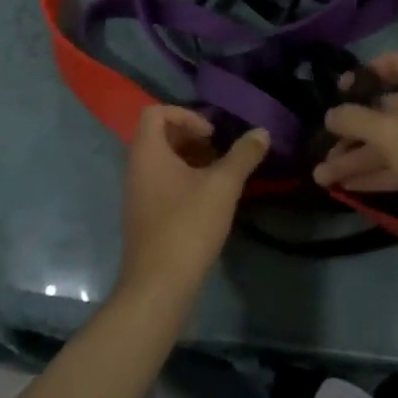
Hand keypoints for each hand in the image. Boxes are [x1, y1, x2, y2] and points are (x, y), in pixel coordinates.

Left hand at [118, 107, 268, 301]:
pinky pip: (161, 183)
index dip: (186, 114)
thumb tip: (262, 132)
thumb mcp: (222, 186)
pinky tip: (209, 200)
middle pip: (159, 135)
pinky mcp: (144, 216)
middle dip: (192, 137)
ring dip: (190, 160)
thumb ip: (243, 155)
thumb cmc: (187, 225)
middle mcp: (136, 168)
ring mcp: (137, 194)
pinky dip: (183, 181)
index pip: (156, 113)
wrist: (158, 285)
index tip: (211, 134)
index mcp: (147, 152)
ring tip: (220, 175)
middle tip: (220, 152)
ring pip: (162, 162)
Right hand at [315, 51, 397, 238]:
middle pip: (384, 110)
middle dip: (350, 131)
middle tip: (320, 147)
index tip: (341, 89)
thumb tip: (330, 114)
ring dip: (355, 158)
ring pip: (389, 142)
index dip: (366, 72)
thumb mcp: (388, 133)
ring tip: (321, 177)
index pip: (395, 62)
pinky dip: (375, 173)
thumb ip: (353, 119)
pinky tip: (347, 188)